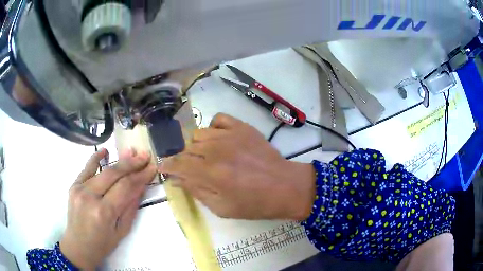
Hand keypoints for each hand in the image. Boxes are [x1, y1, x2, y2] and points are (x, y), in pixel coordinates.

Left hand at [60, 149, 156, 269]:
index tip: (152, 167)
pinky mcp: (74, 185)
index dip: (140, 176)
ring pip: (102, 170)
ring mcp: (79, 189)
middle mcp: (90, 197)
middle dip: (132, 164)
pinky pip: (86, 168)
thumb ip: (130, 207)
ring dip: (119, 161)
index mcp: (104, 212)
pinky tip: (105, 151)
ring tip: (132, 152)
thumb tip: (141, 186)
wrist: (78, 246)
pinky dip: (95, 158)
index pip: (125, 187)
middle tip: (145, 155)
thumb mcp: (122, 231)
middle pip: (114, 174)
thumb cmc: (103, 244)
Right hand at [159, 113, 315, 219]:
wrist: (285, 187)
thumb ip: (196, 191)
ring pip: (199, 134)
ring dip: (198, 147)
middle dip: (185, 160)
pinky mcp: (243, 127)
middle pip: (187, 149)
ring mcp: (230, 135)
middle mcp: (217, 150)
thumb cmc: (254, 204)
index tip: (164, 167)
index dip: (168, 165)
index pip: (178, 164)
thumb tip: (177, 179)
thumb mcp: (222, 208)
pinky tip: (219, 140)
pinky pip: (218, 119)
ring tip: (209, 156)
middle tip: (194, 169)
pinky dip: (213, 128)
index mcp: (211, 173)